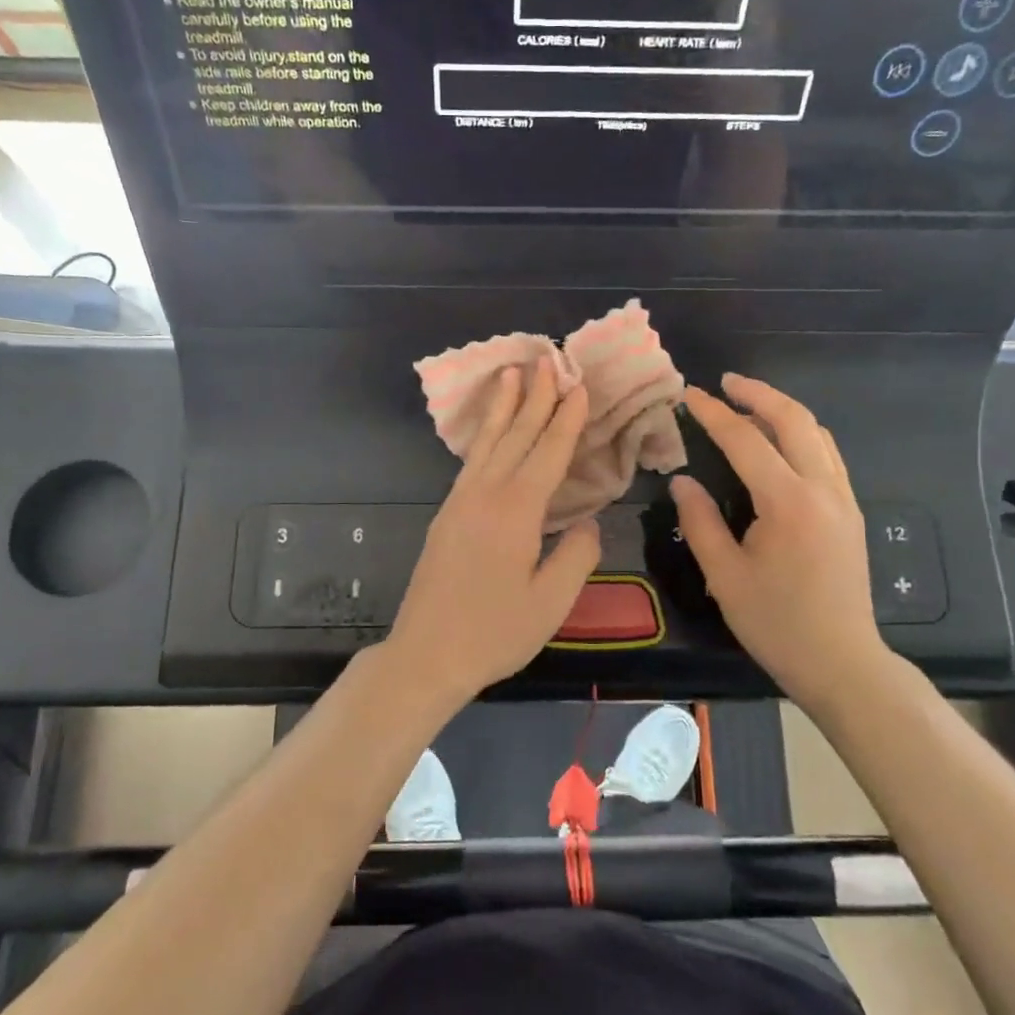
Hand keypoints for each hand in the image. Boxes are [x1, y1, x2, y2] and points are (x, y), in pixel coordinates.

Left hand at [383, 362, 602, 706]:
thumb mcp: (550, 603)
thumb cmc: (494, 633)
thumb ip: (576, 556)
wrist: (426, 655)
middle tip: (547, 360)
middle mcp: (485, 495)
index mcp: (515, 511)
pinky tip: (489, 431)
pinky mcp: (446, 515)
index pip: (547, 453)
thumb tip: (588, 523)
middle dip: (534, 397)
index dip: (565, 419)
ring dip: (503, 407)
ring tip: (511, 373)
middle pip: (514, 436)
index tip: (577, 386)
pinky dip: (485, 437)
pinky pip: (471, 462)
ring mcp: (460, 502)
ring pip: (487, 443)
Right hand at [669, 374, 884, 699]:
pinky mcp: (851, 512)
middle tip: (726, 382)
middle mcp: (822, 489)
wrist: (841, 661)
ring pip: (817, 433)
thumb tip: (682, 481)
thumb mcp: (724, 576)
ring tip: (749, 405)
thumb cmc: (776, 623)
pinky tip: (781, 443)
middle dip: (758, 393)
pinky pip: (827, 455)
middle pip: (794, 419)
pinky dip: (802, 434)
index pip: (746, 440)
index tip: (688, 395)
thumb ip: (700, 522)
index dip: (714, 414)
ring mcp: (843, 499)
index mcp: (788, 502)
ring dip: (782, 410)